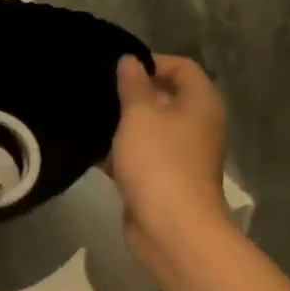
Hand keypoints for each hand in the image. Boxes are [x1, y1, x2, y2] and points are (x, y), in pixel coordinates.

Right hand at [105, 55, 230, 263]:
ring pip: (149, 128)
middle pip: (165, 97)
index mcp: (200, 104)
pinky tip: (91, 150)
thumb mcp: (140, 116)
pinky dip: (120, 152)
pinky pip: (140, 155)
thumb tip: (129, 60)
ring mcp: (180, 155)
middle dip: (131, 93)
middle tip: (98, 91)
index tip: (118, 69)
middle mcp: (195, 125)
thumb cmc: (159, 163)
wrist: (172, 230)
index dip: (152, 62)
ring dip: (122, 124)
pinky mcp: (162, 179)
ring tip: (89, 117)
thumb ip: (133, 85)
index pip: (182, 67)